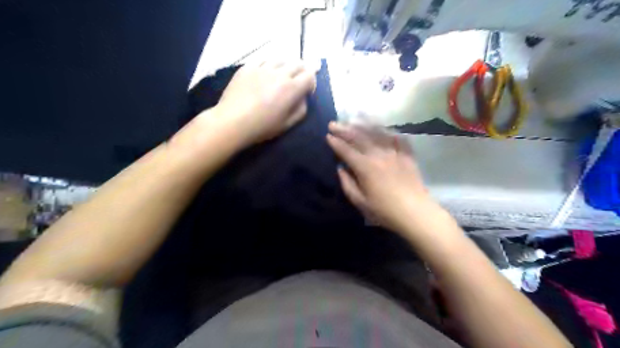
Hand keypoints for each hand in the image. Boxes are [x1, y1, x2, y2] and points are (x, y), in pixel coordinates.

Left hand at [211, 60, 316, 145]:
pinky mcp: (248, 67)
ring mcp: (262, 68)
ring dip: (286, 66)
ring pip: (281, 59)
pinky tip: (265, 73)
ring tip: (282, 74)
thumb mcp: (288, 124)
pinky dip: (269, 65)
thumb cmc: (263, 126)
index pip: (310, 75)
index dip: (312, 81)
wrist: (233, 121)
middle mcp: (280, 73)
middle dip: (303, 70)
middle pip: (297, 63)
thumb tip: (303, 98)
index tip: (307, 90)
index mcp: (292, 88)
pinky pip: (263, 60)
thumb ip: (301, 109)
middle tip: (299, 79)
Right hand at [326, 122, 443, 235]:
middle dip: (344, 129)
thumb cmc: (384, 210)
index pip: (346, 150)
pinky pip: (397, 138)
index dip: (335, 143)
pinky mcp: (406, 155)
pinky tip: (384, 128)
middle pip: (359, 138)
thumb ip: (347, 184)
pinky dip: (389, 131)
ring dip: (364, 125)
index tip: (328, 135)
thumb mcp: (360, 201)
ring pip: (377, 133)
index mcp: (365, 167)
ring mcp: (394, 152)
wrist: (414, 212)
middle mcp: (378, 155)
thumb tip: (340, 169)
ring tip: (355, 118)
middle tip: (334, 123)